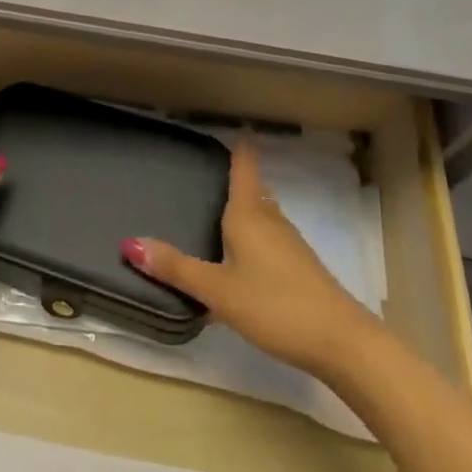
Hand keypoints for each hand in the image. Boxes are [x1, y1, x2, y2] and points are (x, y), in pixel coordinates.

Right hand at [122, 144, 378, 378]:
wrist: (341, 342)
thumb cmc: (275, 305)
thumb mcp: (218, 290)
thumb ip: (176, 268)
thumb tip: (129, 243)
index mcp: (249, 214)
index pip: (244, 167)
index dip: (238, 148)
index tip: (232, 129)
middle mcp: (271, 220)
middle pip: (253, 190)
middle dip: (237, 181)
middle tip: (211, 175)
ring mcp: (290, 244)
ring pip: (264, 216)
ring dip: (246, 210)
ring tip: (221, 214)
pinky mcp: (301, 268)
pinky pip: (272, 239)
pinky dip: (256, 237)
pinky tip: (245, 259)